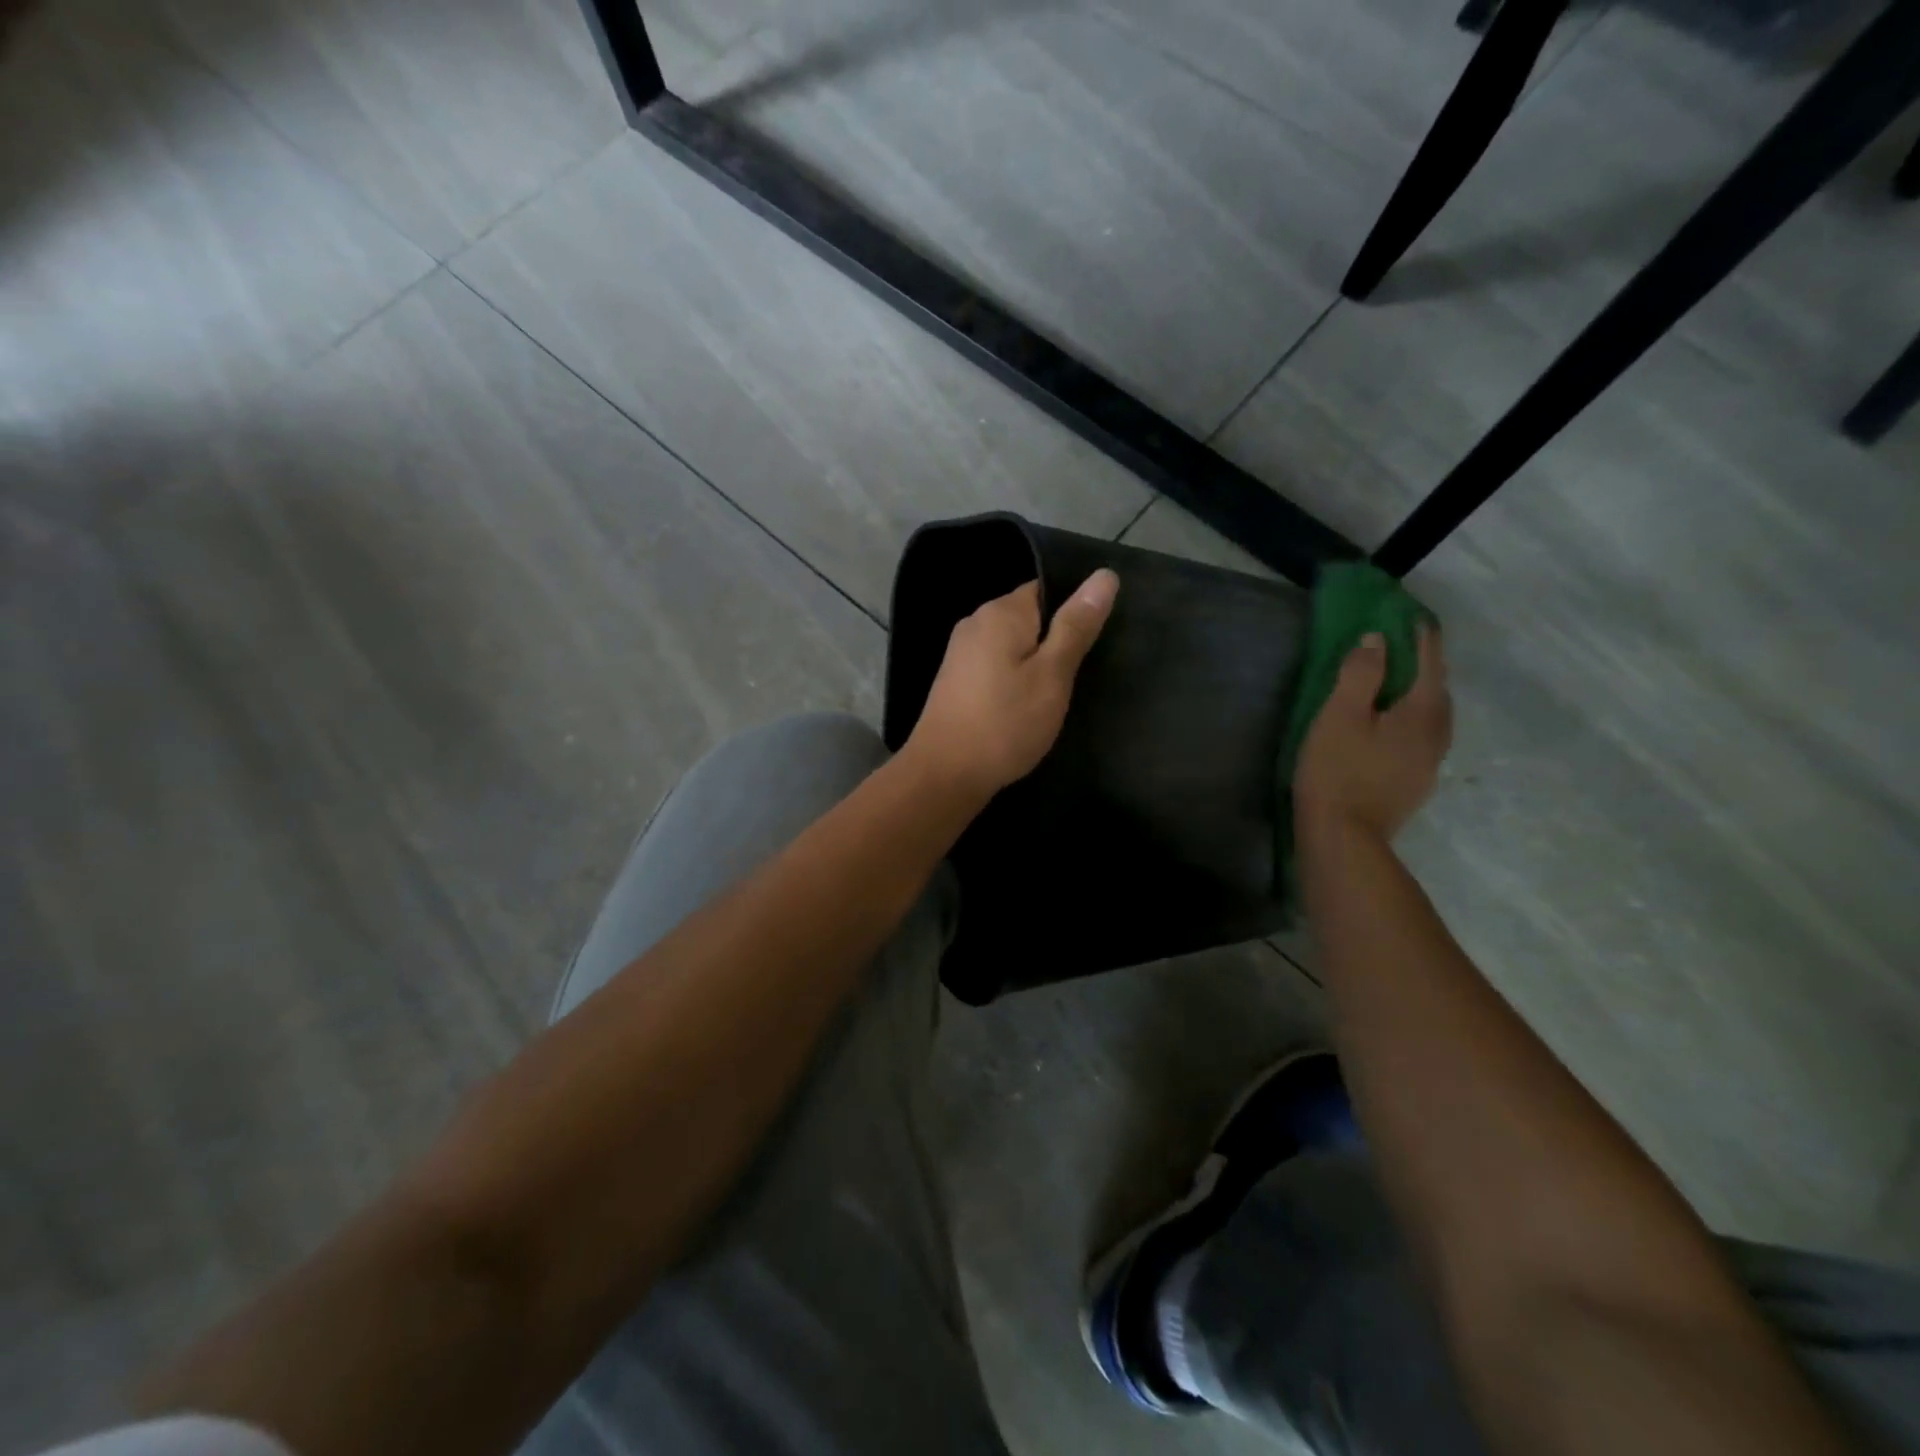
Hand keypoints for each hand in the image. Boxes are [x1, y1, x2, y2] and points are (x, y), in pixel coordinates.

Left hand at [906, 571, 1118, 797]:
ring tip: (1056, 694)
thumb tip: (1104, 574)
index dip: (1074, 611)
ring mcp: (960, 652)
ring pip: (1011, 645)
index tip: (1095, 642)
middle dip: (1054, 640)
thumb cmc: (1005, 723)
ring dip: (1034, 663)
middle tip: (1081, 674)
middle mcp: (975, 622)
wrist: (945, 773)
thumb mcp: (1053, 674)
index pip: (1046, 589)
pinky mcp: (955, 680)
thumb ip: (1076, 625)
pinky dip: (1013, 680)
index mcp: (1000, 611)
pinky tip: (1024, 706)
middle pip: (1028, 617)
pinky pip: (995, 666)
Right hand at [1295, 624, 1451, 843]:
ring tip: (1397, 686)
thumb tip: (1377, 640)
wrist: (1344, 837)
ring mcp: (1429, 763)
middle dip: (1425, 666)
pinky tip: (1391, 728)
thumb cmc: (1337, 770)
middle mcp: (1436, 735)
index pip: (1429, 663)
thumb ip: (1360, 674)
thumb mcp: (1339, 715)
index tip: (1415, 616)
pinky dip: (1411, 720)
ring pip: (1432, 718)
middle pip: (1437, 691)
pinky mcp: (1414, 783)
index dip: (1422, 637)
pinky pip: (1421, 738)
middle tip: (1404, 648)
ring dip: (1419, 696)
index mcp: (1422, 713)